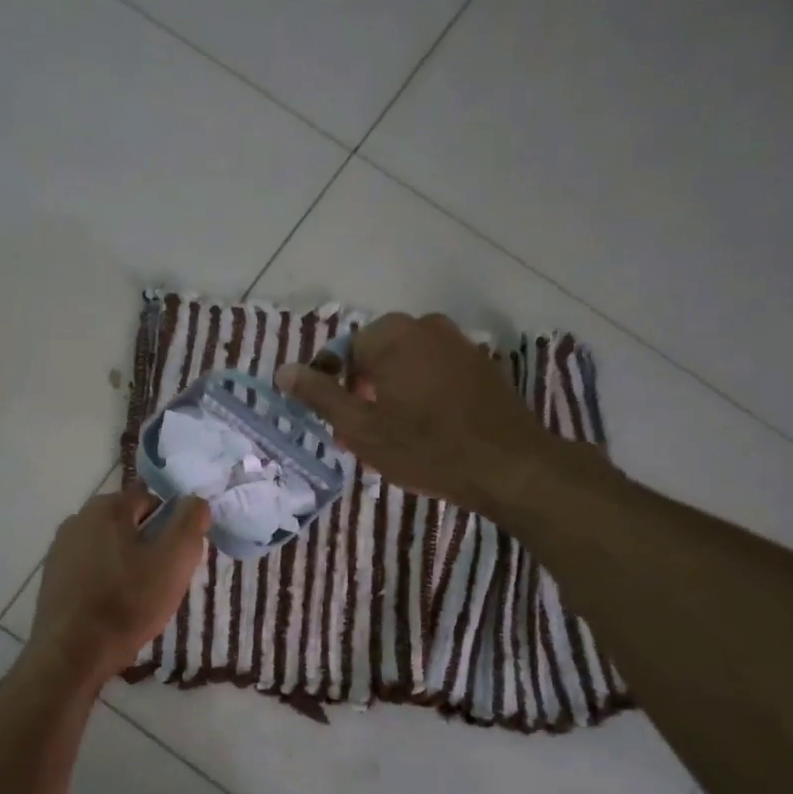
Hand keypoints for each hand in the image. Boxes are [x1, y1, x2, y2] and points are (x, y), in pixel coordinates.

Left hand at [27, 485, 210, 685]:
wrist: (72, 654)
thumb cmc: (128, 602)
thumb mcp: (174, 560)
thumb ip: (190, 523)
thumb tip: (196, 501)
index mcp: (106, 507)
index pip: (151, 500)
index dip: (171, 527)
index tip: (178, 558)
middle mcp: (77, 519)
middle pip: (128, 523)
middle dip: (149, 545)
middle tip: (163, 580)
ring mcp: (60, 549)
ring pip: (109, 547)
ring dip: (127, 564)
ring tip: (139, 598)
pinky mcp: (52, 578)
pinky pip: (90, 569)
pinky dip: (105, 581)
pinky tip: (113, 608)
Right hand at [275, 312, 557, 511]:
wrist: (509, 466)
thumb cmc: (425, 447)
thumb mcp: (361, 427)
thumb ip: (319, 395)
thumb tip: (283, 371)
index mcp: (392, 335)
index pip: (344, 352)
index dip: (333, 387)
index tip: (337, 422)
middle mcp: (426, 326)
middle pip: (376, 356)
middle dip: (363, 391)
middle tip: (361, 434)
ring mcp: (459, 343)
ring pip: (406, 365)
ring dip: (391, 394)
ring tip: (391, 437)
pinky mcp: (481, 365)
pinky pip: (435, 373)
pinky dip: (422, 394)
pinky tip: (426, 430)